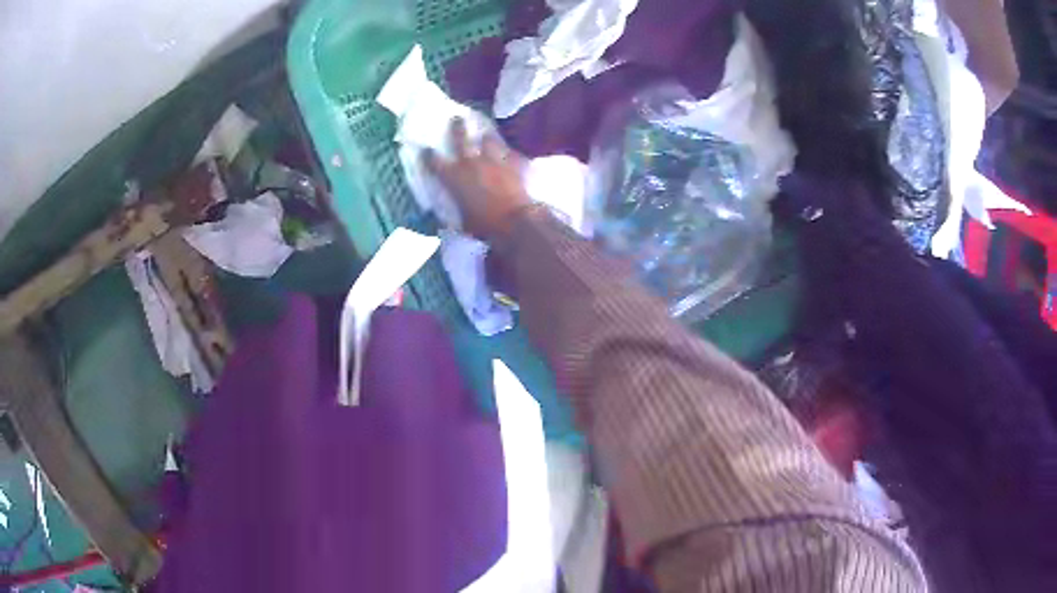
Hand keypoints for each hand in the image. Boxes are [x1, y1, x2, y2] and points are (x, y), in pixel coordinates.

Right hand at [423, 118, 532, 240]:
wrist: (516, 220)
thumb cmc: (485, 225)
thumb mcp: (464, 223)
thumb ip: (457, 216)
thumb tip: (449, 224)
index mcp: (454, 178)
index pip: (435, 162)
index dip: (428, 155)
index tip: (425, 148)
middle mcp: (471, 163)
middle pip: (461, 139)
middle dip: (457, 127)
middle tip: (456, 118)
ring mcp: (494, 161)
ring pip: (489, 141)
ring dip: (487, 138)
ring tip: (487, 135)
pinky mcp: (514, 164)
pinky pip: (513, 155)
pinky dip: (511, 156)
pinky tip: (513, 156)